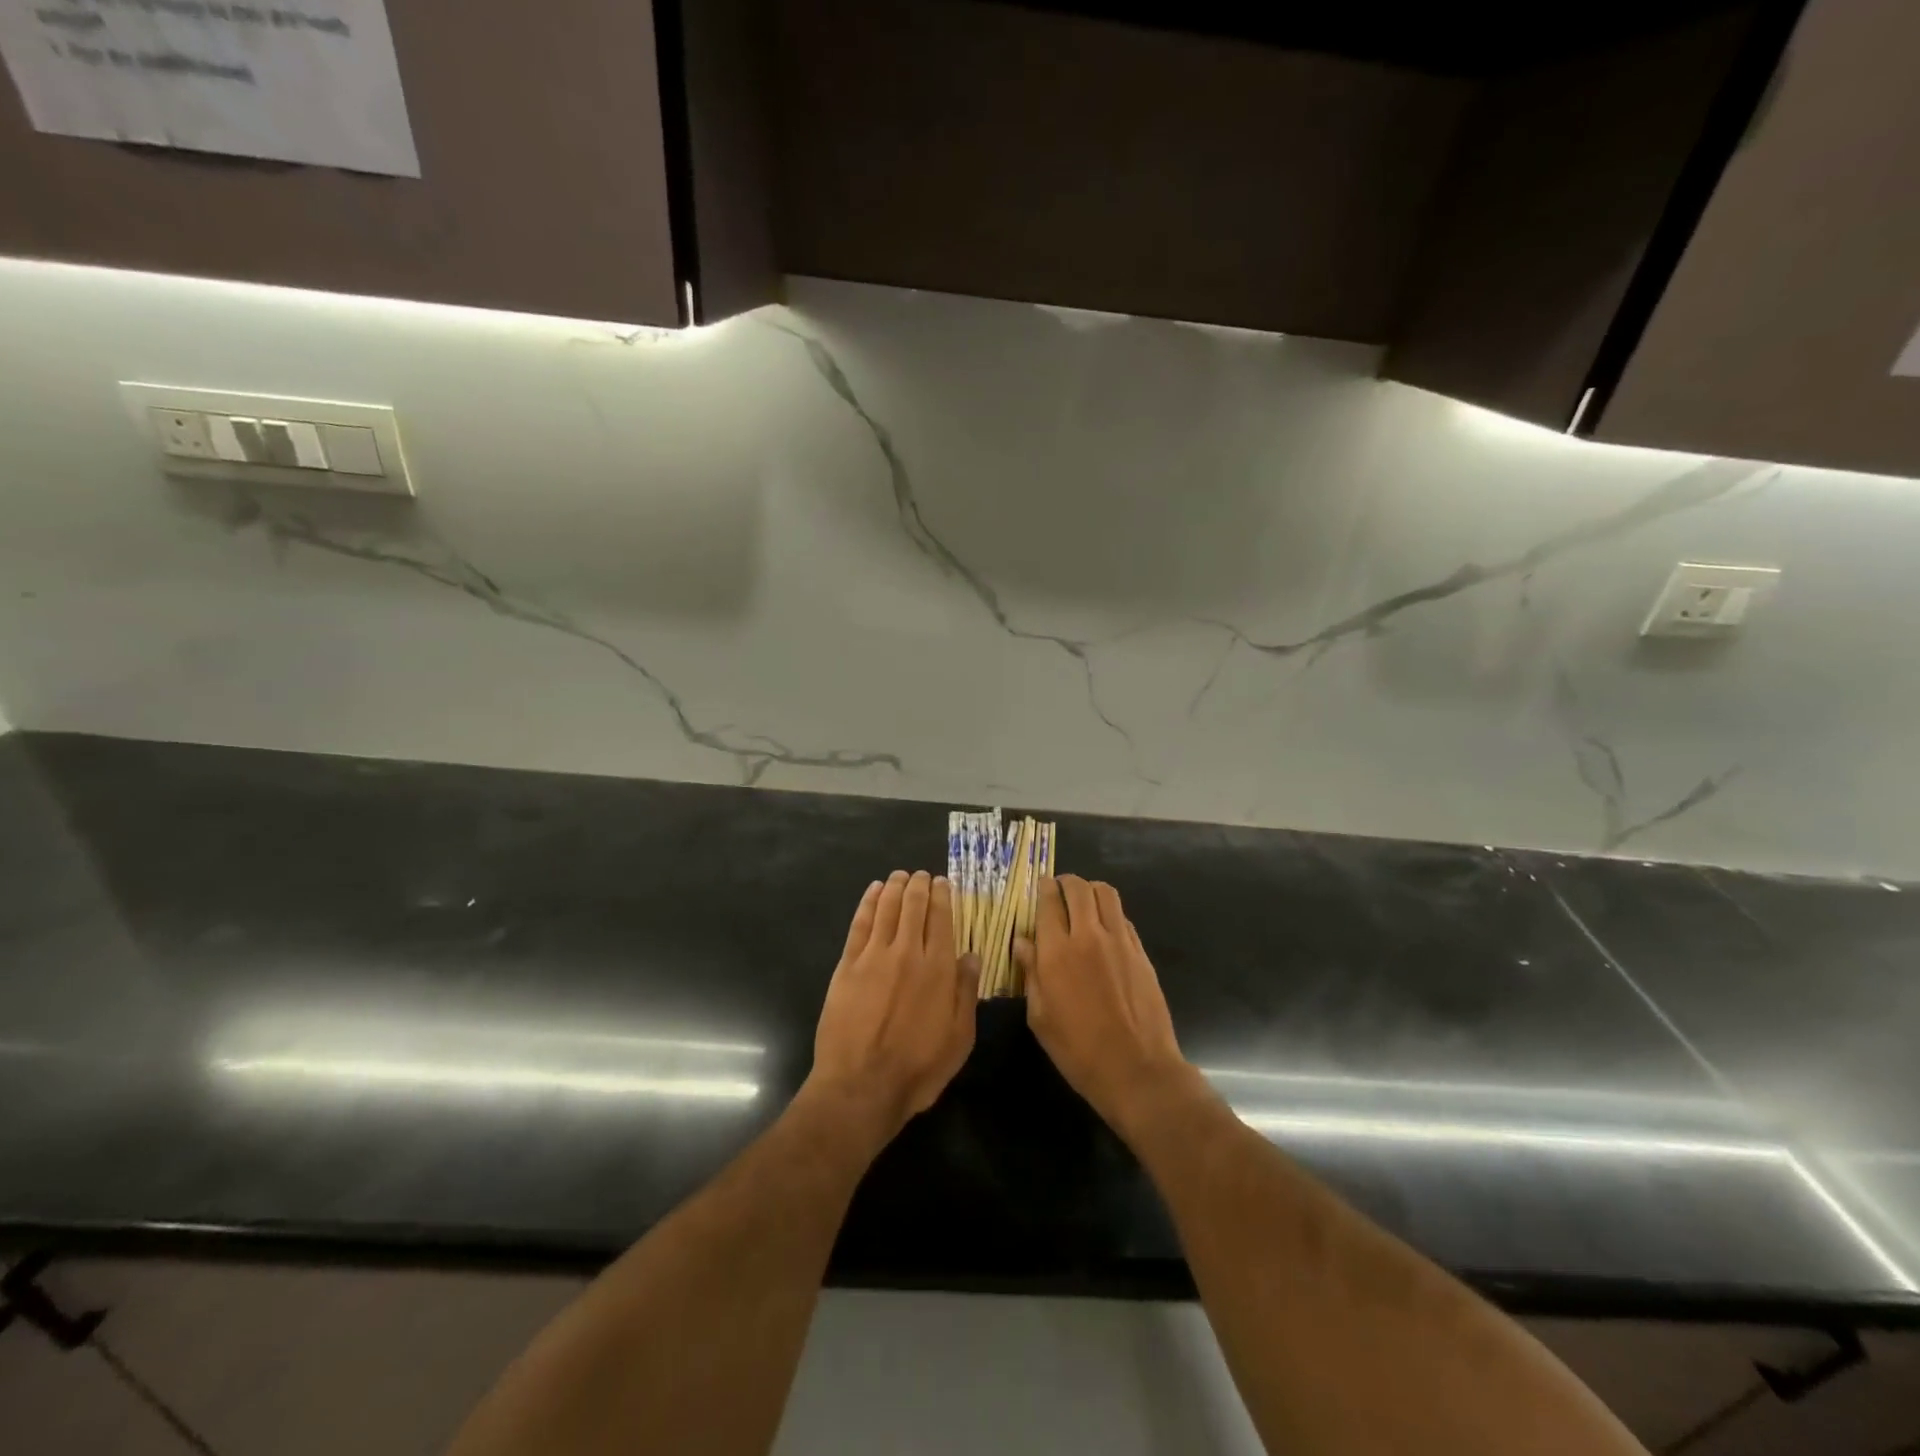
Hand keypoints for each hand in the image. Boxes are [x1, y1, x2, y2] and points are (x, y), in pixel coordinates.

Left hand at [807, 870, 979, 1147]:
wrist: (861, 1086)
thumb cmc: (918, 1068)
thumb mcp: (959, 1038)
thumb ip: (966, 992)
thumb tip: (972, 956)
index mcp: (938, 968)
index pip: (941, 919)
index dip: (942, 896)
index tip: (942, 882)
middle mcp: (907, 953)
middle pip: (913, 907)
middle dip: (918, 886)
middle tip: (920, 875)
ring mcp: (874, 957)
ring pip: (886, 909)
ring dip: (894, 888)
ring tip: (899, 876)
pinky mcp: (847, 966)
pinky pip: (860, 924)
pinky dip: (867, 903)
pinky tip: (873, 893)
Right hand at [1016, 875, 1195, 1137]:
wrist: (1137, 1070)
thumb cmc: (1078, 1050)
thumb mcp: (1040, 1017)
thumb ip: (1031, 973)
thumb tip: (1022, 942)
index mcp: (1057, 952)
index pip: (1049, 901)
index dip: (1043, 889)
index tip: (1039, 888)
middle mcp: (1089, 936)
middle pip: (1078, 888)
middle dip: (1066, 883)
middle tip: (1059, 891)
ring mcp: (1120, 942)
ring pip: (1106, 894)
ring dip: (1090, 890)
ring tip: (1082, 903)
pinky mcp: (1141, 952)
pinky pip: (1123, 917)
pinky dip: (1109, 913)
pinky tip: (1103, 930)